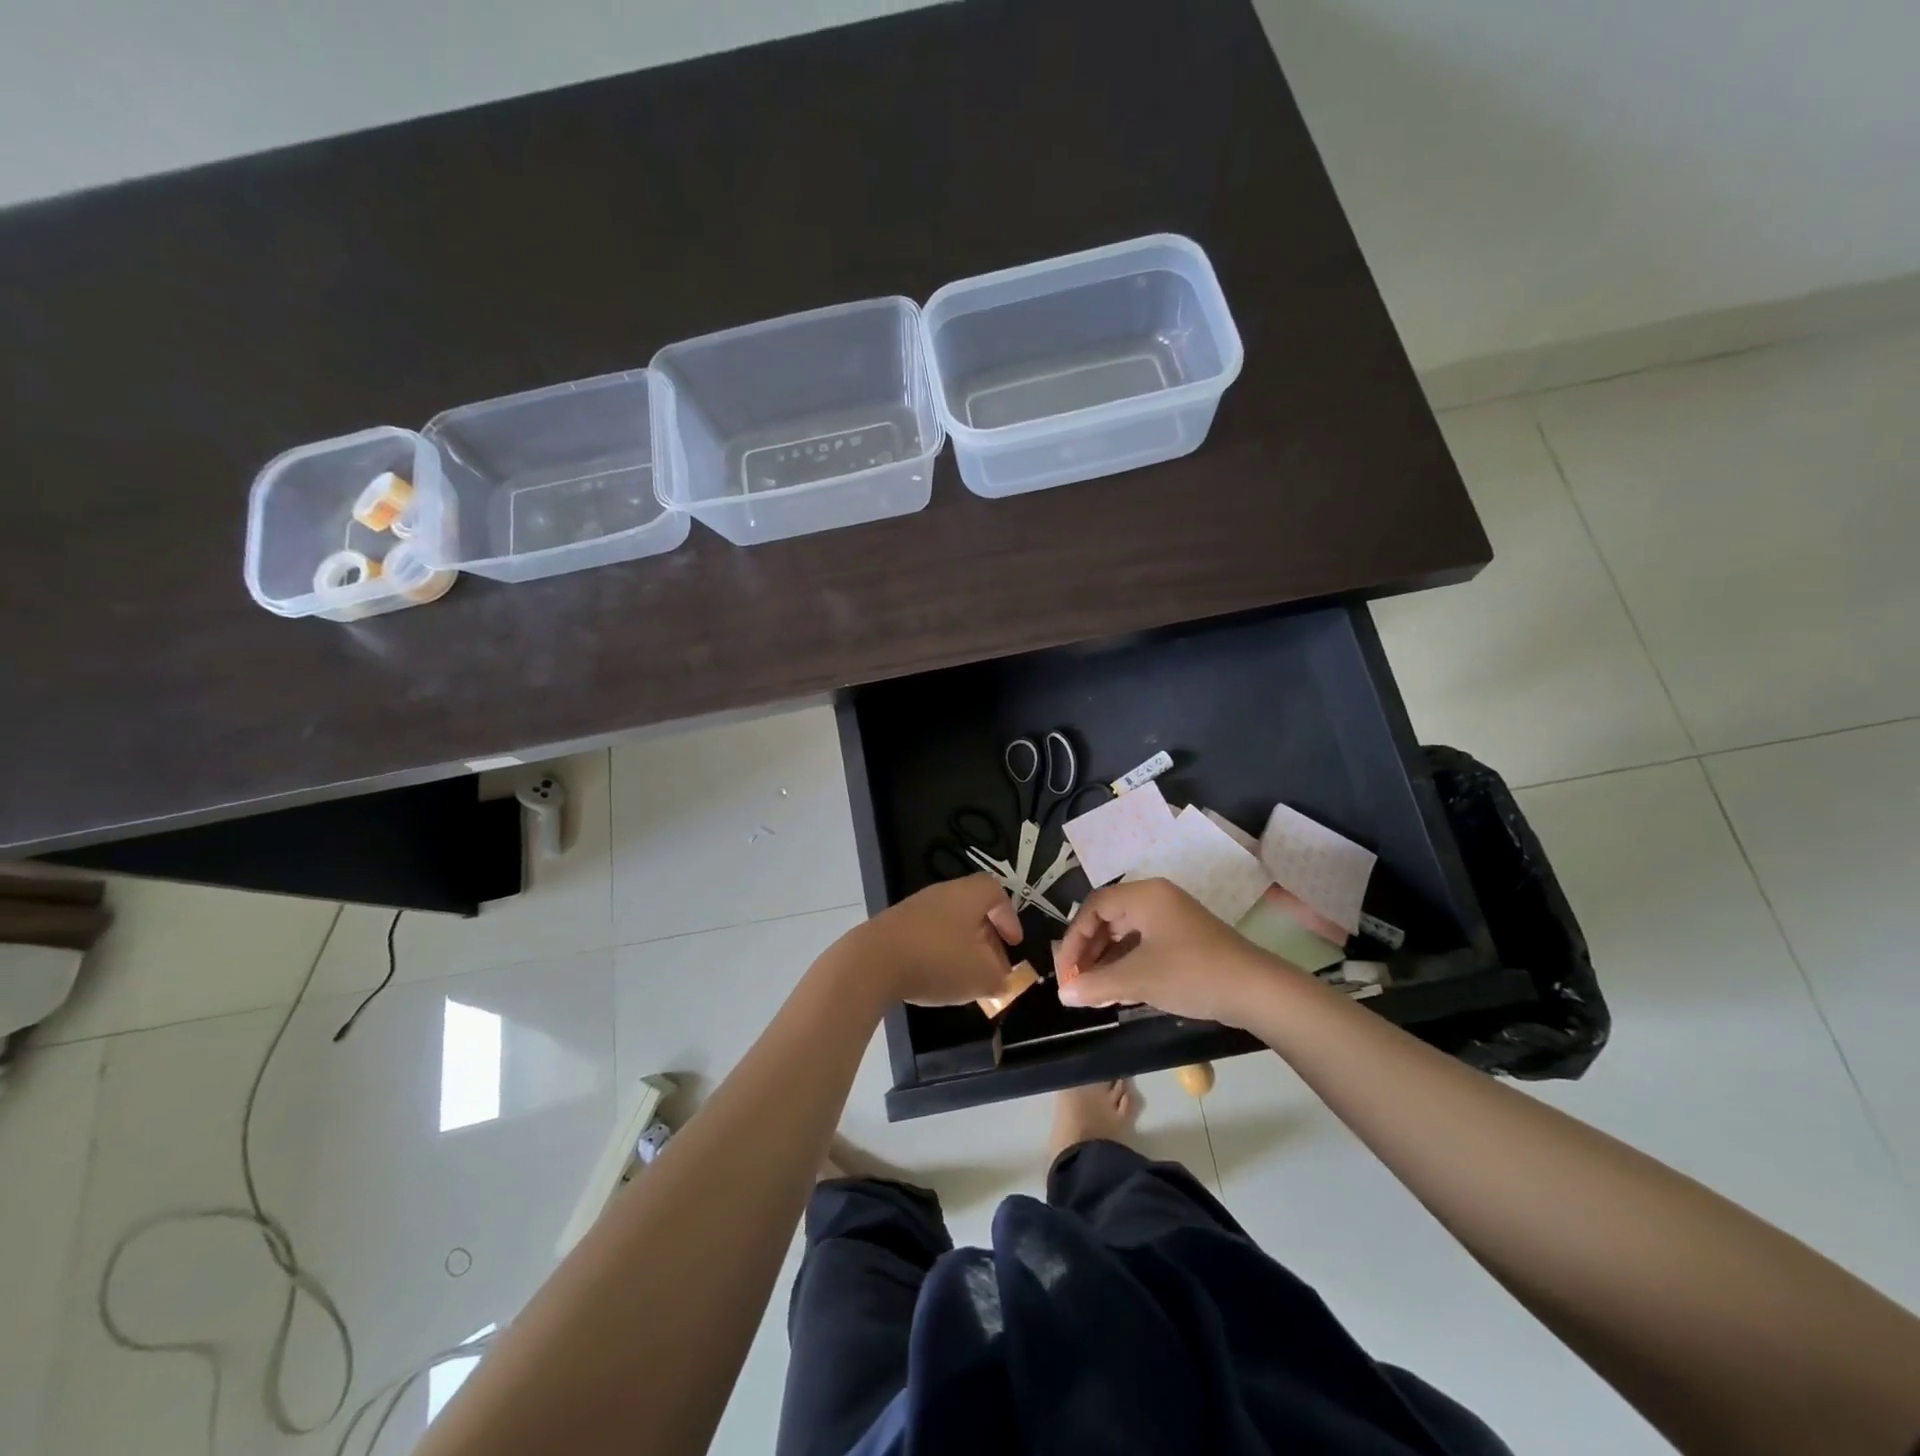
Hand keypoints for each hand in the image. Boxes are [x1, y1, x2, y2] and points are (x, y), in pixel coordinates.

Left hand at [845, 875, 1024, 1007]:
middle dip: (987, 939)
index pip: (995, 891)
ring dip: (962, 948)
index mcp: (967, 895)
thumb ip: (999, 978)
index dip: (1009, 916)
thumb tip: (1002, 980)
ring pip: (948, 924)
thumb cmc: (937, 961)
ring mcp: (913, 908)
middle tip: (993, 967)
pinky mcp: (892, 927)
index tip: (1014, 943)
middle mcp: (941, 894)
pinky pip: (925, 935)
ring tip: (965, 979)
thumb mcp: (981, 976)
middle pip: (972, 909)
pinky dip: (937, 954)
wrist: (872, 962)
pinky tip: (934, 979)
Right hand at [1054, 878, 1298, 1026]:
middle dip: (1088, 951)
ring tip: (1093, 991)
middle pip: (1108, 918)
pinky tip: (1117, 991)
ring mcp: (1171, 918)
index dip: (1074, 939)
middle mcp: (1155, 899)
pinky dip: (1126, 965)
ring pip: (1125, 934)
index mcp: (1144, 896)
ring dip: (1106, 961)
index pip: (1094, 907)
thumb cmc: (1192, 974)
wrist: (1258, 991)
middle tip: (1076, 983)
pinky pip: (1143, 945)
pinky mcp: (1183, 939)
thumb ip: (1096, 984)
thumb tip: (1063, 994)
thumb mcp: (1138, 980)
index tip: (1065, 972)